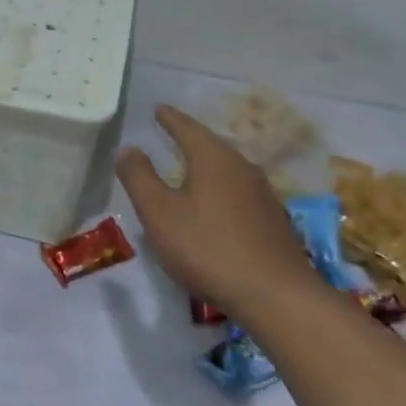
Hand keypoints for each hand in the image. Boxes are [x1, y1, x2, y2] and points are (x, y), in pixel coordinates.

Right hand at [116, 103, 316, 320]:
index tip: (158, 108)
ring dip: (207, 164)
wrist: (277, 297)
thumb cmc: (208, 248)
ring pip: (228, 168)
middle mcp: (242, 168)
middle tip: (172, 132)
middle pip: (211, 145)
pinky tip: (216, 204)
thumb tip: (128, 148)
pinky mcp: (274, 222)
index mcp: (213, 159)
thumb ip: (139, 178)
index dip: (169, 118)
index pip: (187, 128)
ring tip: (191, 166)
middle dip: (190, 138)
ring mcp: (263, 195)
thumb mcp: (159, 213)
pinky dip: (221, 188)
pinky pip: (239, 192)